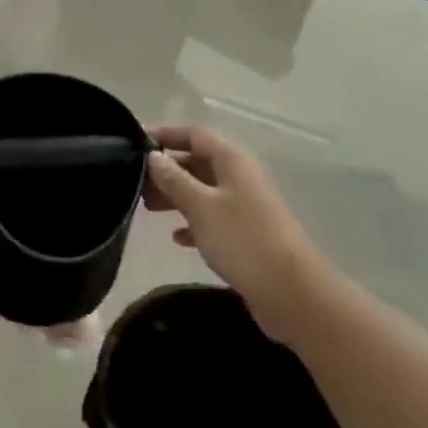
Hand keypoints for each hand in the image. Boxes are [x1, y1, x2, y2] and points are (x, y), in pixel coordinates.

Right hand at [145, 125, 321, 339]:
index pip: (194, 134)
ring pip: (203, 190)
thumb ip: (173, 179)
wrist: (293, 294)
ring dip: (176, 196)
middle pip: (197, 161)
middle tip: (135, 183)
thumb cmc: (243, 240)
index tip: (134, 143)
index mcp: (232, 161)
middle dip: (167, 170)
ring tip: (147, 208)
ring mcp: (246, 206)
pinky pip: (213, 217)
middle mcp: (240, 177)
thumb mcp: (200, 206)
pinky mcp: (248, 234)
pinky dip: (193, 222)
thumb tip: (153, 155)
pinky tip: (176, 237)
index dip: (165, 135)